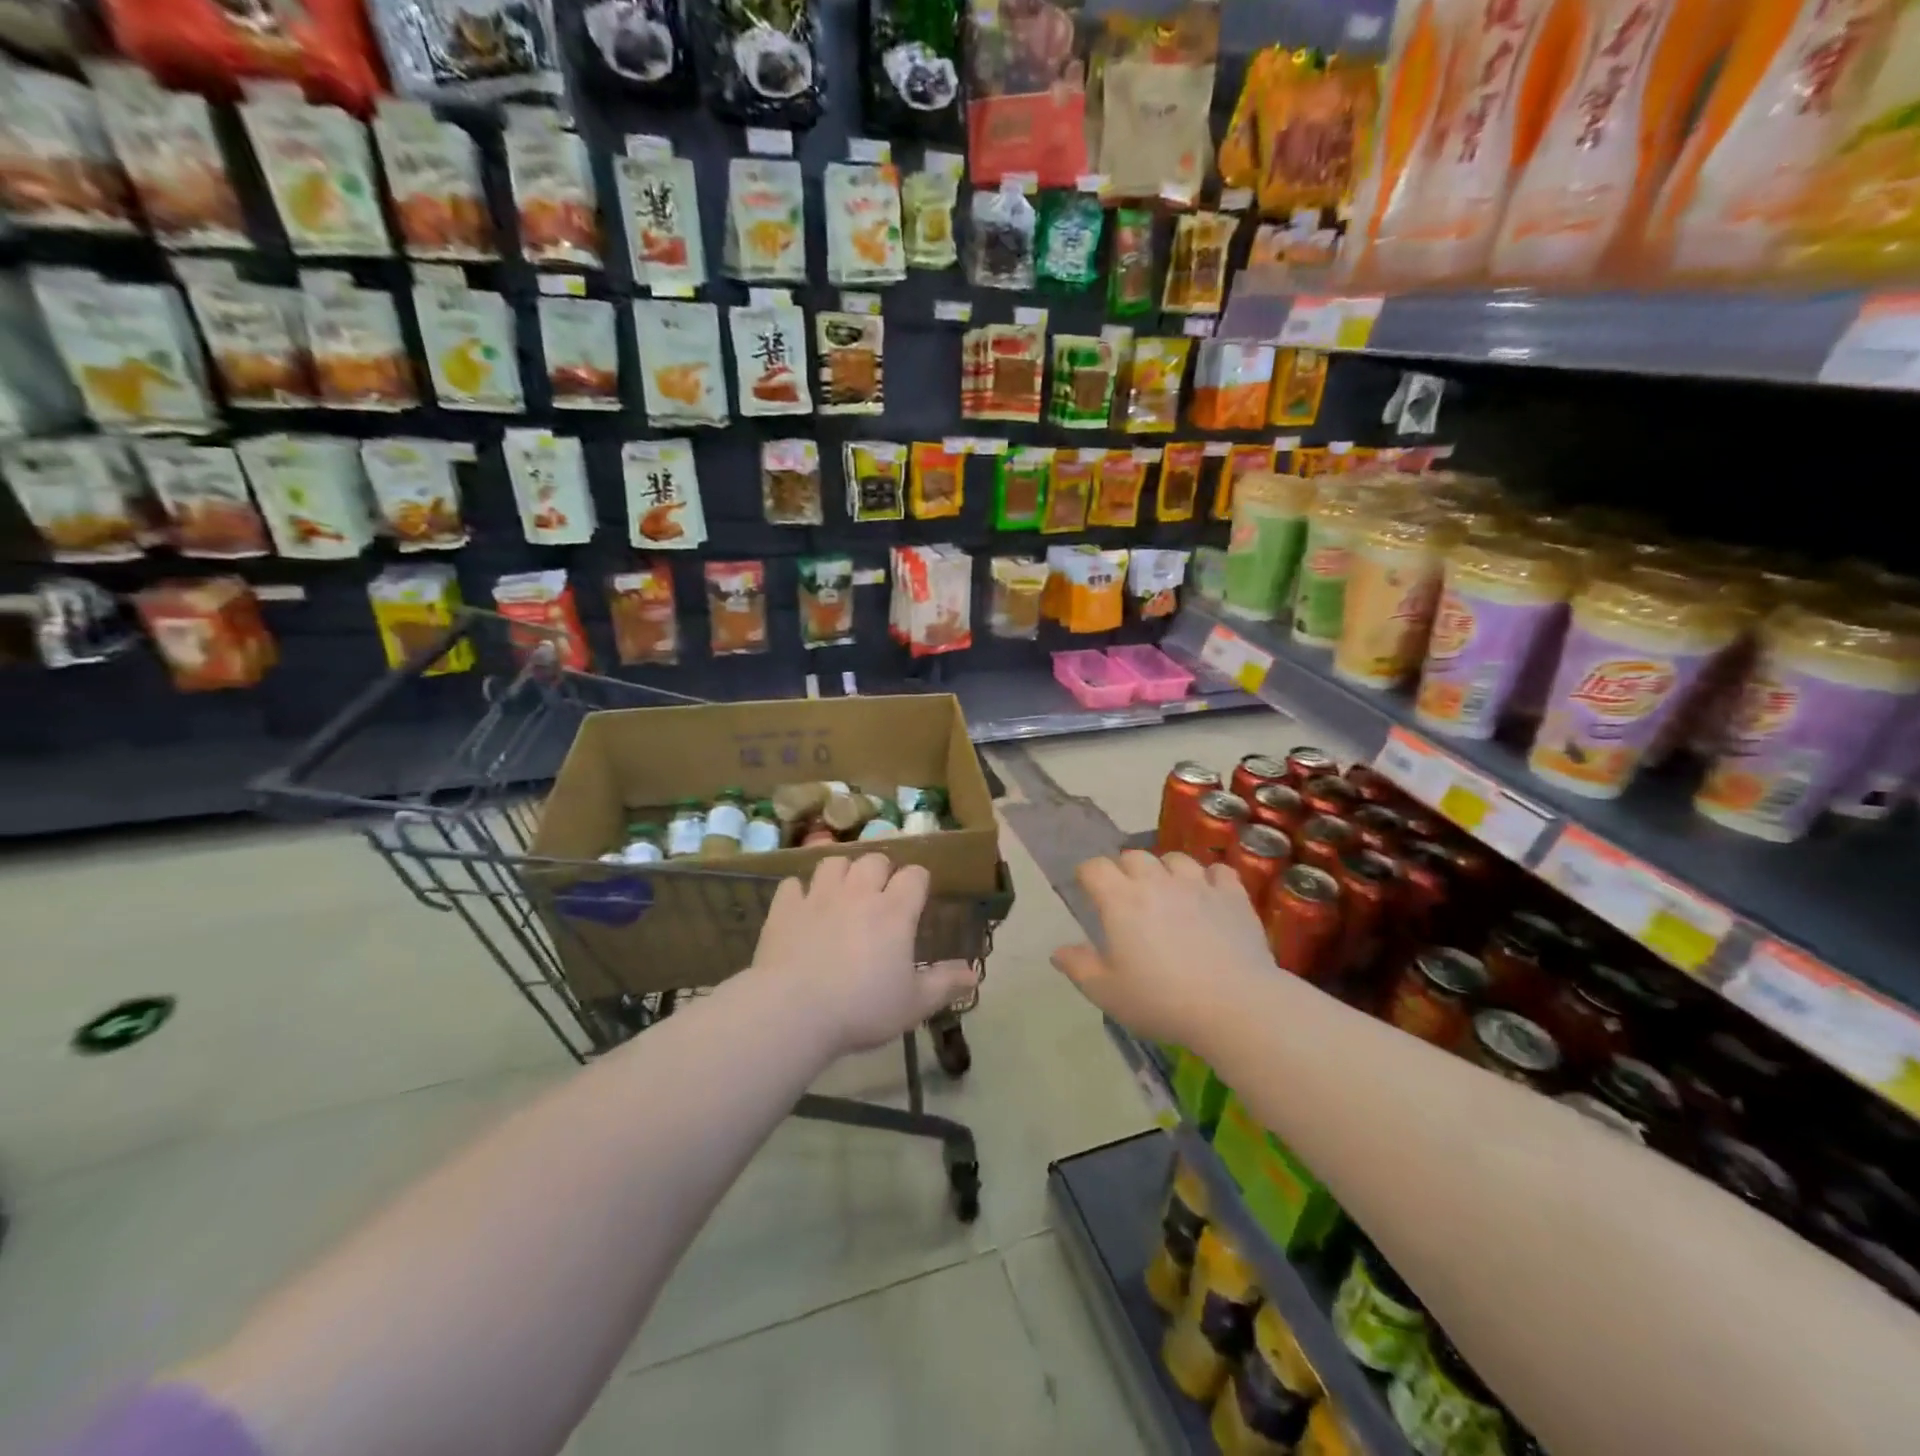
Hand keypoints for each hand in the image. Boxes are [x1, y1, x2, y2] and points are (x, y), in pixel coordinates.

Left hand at [749, 854, 978, 1057]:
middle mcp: (859, 893)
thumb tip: (974, 973)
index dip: (919, 881)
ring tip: (842, 892)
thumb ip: (944, 984)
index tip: (917, 897)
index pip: (915, 875)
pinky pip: (793, 884)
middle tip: (880, 894)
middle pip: (875, 859)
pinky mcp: (785, 908)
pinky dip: (800, 892)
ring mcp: (819, 896)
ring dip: (842, 872)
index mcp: (894, 912)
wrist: (793, 1011)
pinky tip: (802, 908)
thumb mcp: (913, 1004)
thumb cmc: (861, 1009)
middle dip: (881, 870)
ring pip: (834, 861)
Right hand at [1052, 851, 1273, 1049]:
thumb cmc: (1162, 1001)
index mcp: (1121, 900)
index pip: (1095, 867)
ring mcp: (1198, 885)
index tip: (1088, 890)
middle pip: (1134, 856)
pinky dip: (1210, 879)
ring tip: (1168, 892)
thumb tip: (1058, 951)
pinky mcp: (1233, 896)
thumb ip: (1079, 967)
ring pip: (1175, 859)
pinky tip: (1209, 896)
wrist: (1235, 1006)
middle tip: (1127, 897)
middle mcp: (1157, 882)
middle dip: (1125, 870)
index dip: (1088, 875)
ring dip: (1166, 870)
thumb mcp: (1107, 993)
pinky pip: (1218, 872)